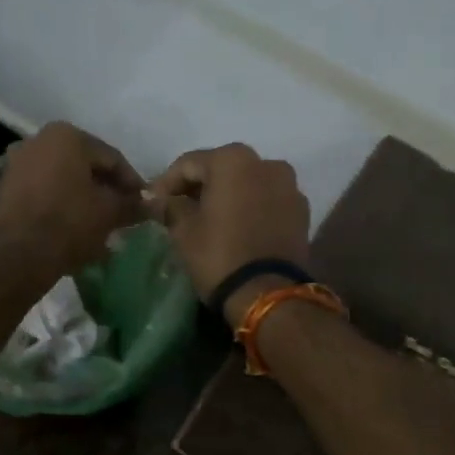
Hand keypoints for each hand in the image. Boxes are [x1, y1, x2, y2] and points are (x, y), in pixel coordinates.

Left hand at [0, 122, 144, 277]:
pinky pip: (44, 191)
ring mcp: (18, 162)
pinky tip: (75, 223)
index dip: (132, 182)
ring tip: (101, 220)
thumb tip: (150, 205)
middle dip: (106, 188)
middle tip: (124, 211)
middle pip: (85, 165)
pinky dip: (62, 202)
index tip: (144, 203)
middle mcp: (39, 140)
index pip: (111, 158)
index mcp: (67, 136)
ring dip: (84, 196)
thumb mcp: (110, 212)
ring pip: (63, 178)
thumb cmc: (71, 222)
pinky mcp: (6, 187)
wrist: (21, 254)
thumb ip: (132, 204)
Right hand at [146, 143, 310, 319]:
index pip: (189, 164)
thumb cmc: (219, 255)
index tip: (153, 203)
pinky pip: (266, 201)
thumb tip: (160, 200)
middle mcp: (266, 163)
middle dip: (199, 187)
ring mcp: (289, 186)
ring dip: (227, 196)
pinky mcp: (301, 212)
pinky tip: (236, 228)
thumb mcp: (183, 230)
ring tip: (209, 220)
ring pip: (247, 184)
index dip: (166, 183)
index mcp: (233, 160)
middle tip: (179, 209)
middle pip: (222, 169)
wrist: (268, 294)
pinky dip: (249, 208)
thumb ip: (171, 207)